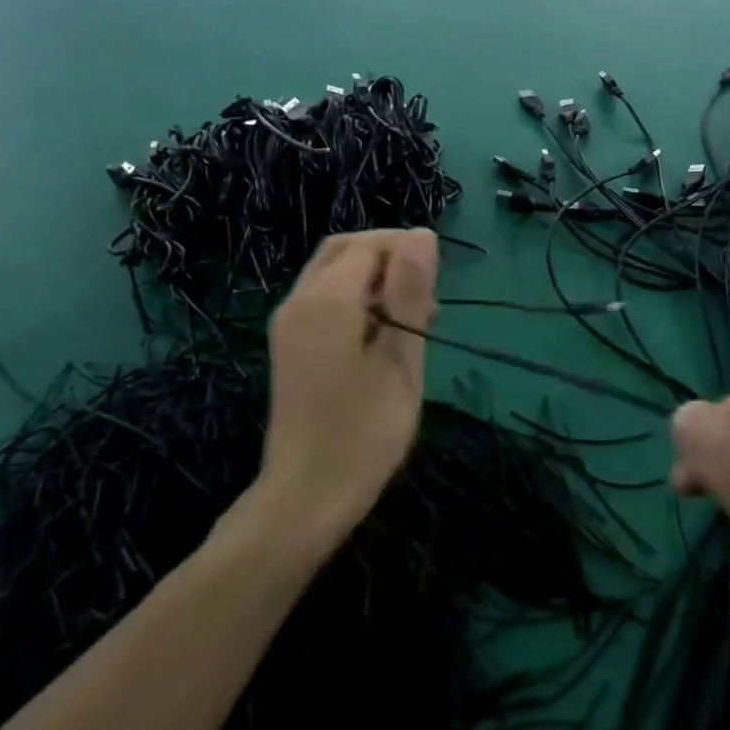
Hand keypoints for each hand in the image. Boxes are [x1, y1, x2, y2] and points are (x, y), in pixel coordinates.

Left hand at [261, 229, 436, 545]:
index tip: (440, 281)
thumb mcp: (400, 359)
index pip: (370, 245)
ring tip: (414, 316)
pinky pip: (324, 299)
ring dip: (374, 278)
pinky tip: (384, 334)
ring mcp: (289, 324)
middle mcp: (298, 300)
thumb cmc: (364, 430)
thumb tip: (421, 235)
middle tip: (428, 293)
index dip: (407, 250)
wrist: (307, 494)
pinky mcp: (290, 345)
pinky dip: (356, 299)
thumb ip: (409, 293)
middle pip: (345, 251)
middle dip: (389, 257)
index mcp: (326, 299)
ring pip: (333, 274)